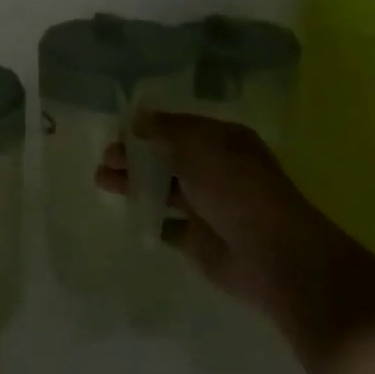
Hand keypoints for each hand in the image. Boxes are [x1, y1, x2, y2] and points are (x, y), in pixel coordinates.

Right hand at [96, 112, 331, 317]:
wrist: (272, 255)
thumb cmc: (238, 190)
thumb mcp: (201, 147)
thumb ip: (166, 131)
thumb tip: (137, 118)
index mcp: (222, 142)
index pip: (179, 128)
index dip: (149, 128)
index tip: (118, 131)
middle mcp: (214, 170)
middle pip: (166, 158)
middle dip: (135, 156)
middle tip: (106, 159)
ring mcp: (206, 206)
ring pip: (162, 189)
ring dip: (133, 183)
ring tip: (102, 181)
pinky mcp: (196, 239)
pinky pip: (165, 224)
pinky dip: (147, 218)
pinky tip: (125, 212)